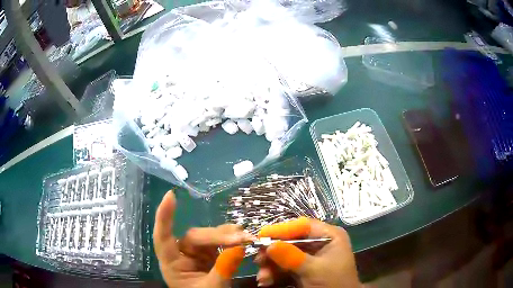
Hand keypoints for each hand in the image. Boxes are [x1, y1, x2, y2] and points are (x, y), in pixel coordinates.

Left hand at [153, 190, 254, 287]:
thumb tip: (239, 246)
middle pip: (194, 238)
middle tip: (242, 238)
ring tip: (245, 236)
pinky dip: (228, 239)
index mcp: (172, 265)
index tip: (171, 195)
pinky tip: (240, 235)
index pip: (162, 237)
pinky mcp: (206, 255)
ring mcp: (194, 254)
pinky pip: (217, 242)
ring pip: (207, 237)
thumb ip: (223, 269)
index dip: (164, 217)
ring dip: (226, 236)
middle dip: (218, 237)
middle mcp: (180, 255)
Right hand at [255, 217, 359, 287]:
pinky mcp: (303, 270)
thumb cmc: (333, 283)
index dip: (281, 230)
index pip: (303, 226)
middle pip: (290, 241)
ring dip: (271, 267)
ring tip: (262, 279)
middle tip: (258, 262)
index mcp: (329, 236)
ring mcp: (310, 257)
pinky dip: (274, 274)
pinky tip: (266, 282)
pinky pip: (285, 267)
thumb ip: (292, 257)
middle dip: (273, 253)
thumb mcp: (314, 270)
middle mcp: (319, 243)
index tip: (261, 237)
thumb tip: (269, 245)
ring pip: (285, 256)